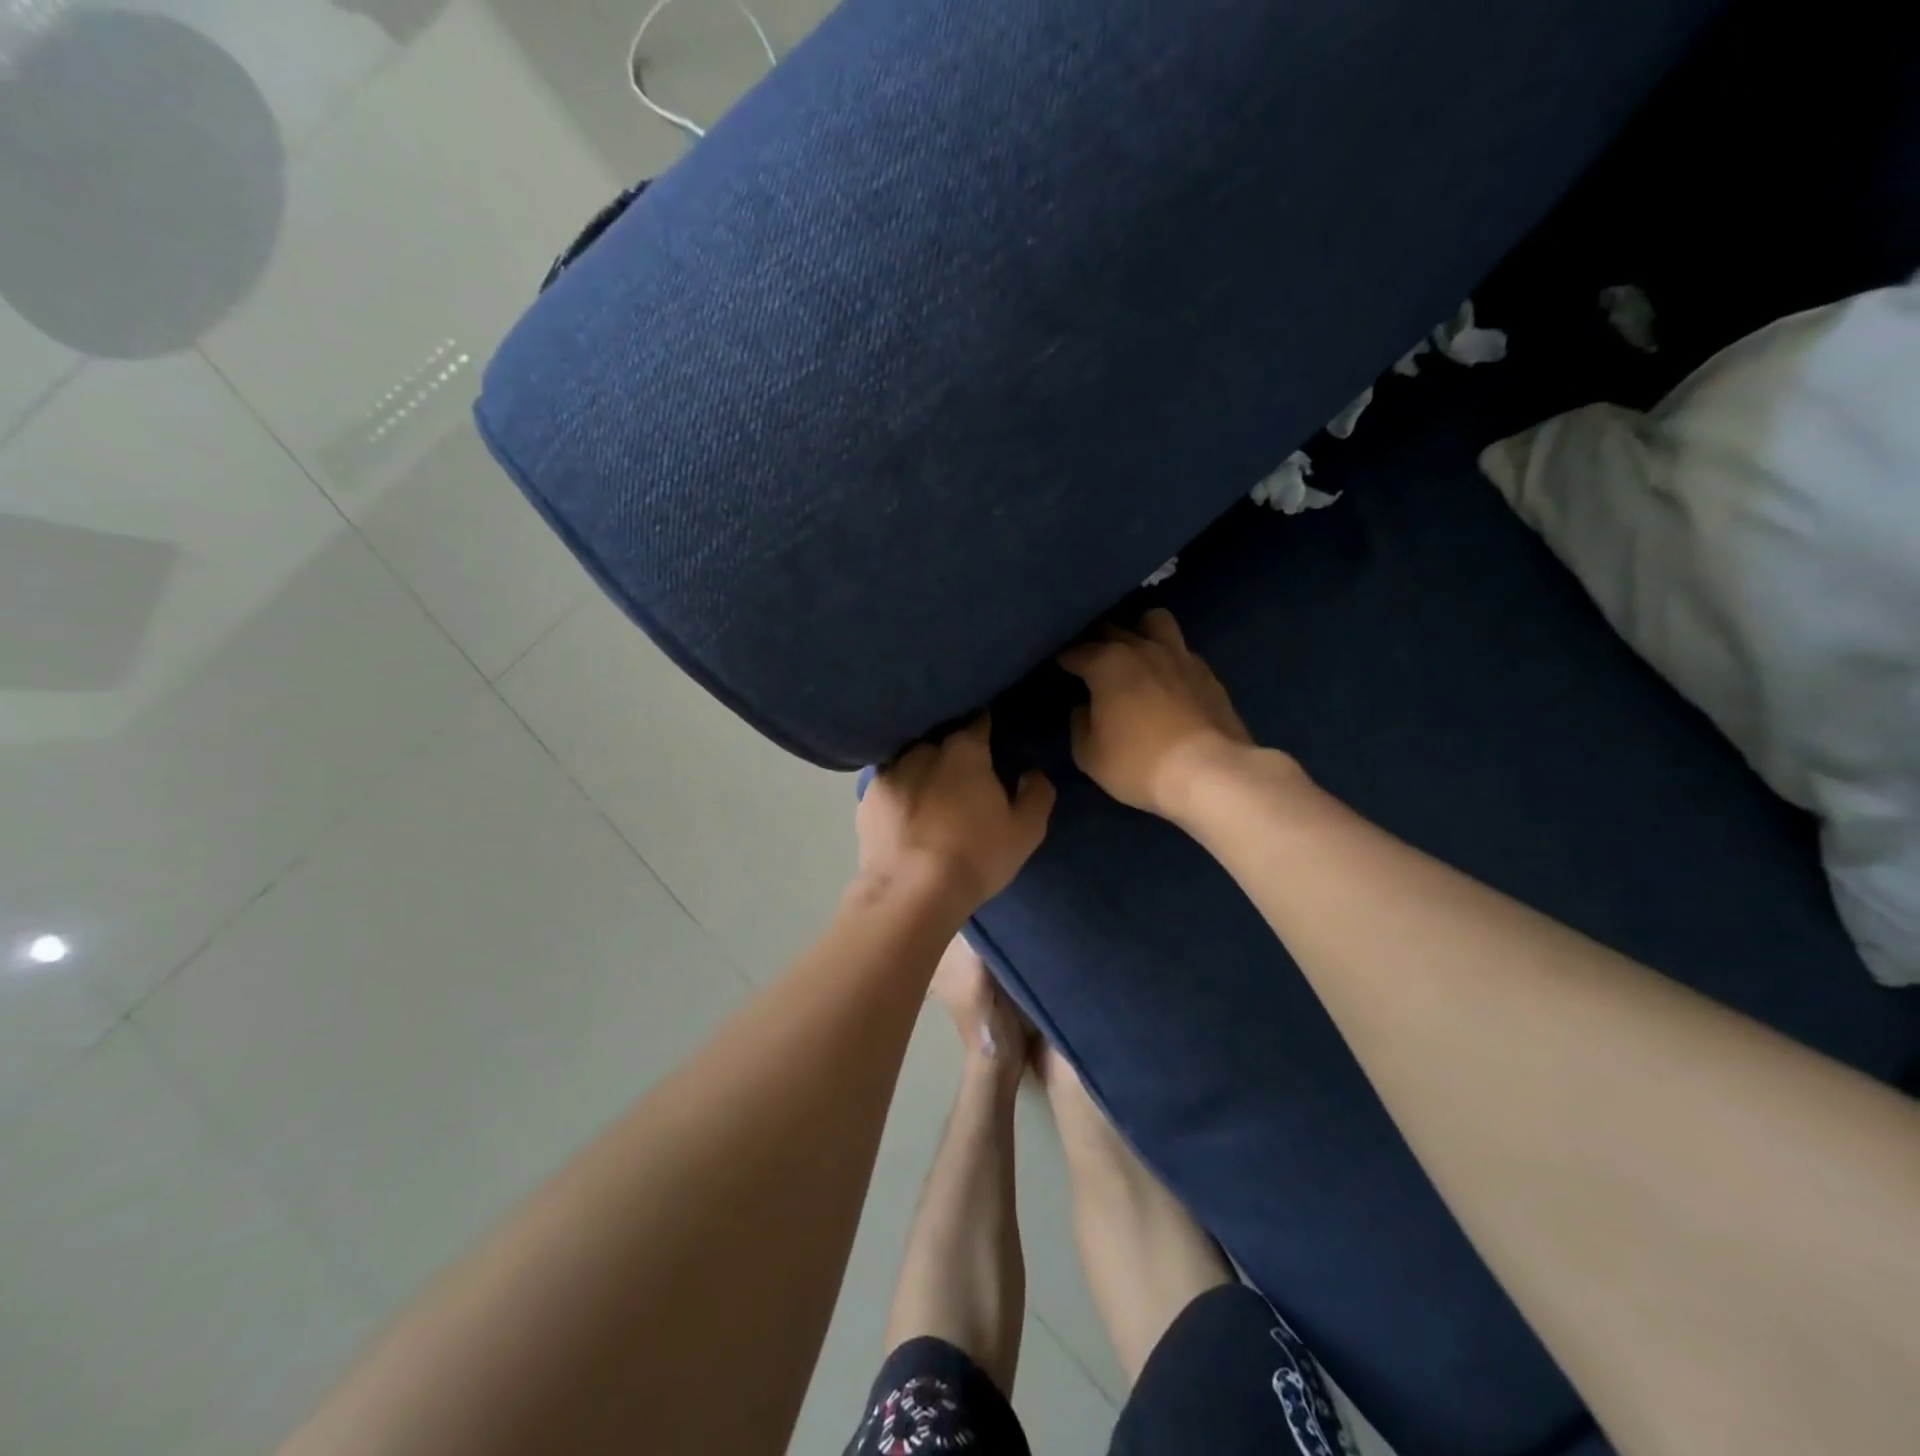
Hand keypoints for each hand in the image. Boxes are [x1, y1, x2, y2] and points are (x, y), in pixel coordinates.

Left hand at [857, 715, 1054, 911]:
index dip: (986, 724)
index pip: (978, 721)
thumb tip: (1032, 772)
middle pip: (942, 739)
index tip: (991, 732)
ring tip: (930, 790)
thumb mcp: (1025, 831)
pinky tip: (905, 813)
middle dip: (952, 749)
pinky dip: (900, 792)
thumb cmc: (976, 857)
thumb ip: (1036, 794)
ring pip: (911, 759)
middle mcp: (923, 750)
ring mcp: (890, 772)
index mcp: (964, 751)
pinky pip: (890, 785)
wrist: (911, 894)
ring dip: (922, 768)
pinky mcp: (867, 799)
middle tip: (963, 772)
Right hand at [1058, 609, 1254, 817]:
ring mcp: (1179, 656)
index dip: (1063, 659)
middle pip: (1112, 628)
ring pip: (1155, 621)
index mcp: (1108, 664)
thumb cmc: (1139, 764)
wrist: (1209, 773)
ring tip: (1133, 653)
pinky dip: (1168, 657)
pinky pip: (1181, 650)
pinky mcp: (1207, 673)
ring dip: (1139, 631)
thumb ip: (1079, 725)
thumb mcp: (1090, 756)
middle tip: (1089, 661)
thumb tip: (1083, 708)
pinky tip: (1166, 679)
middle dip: (1096, 640)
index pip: (1075, 650)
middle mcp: (1142, 649)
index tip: (1058, 669)